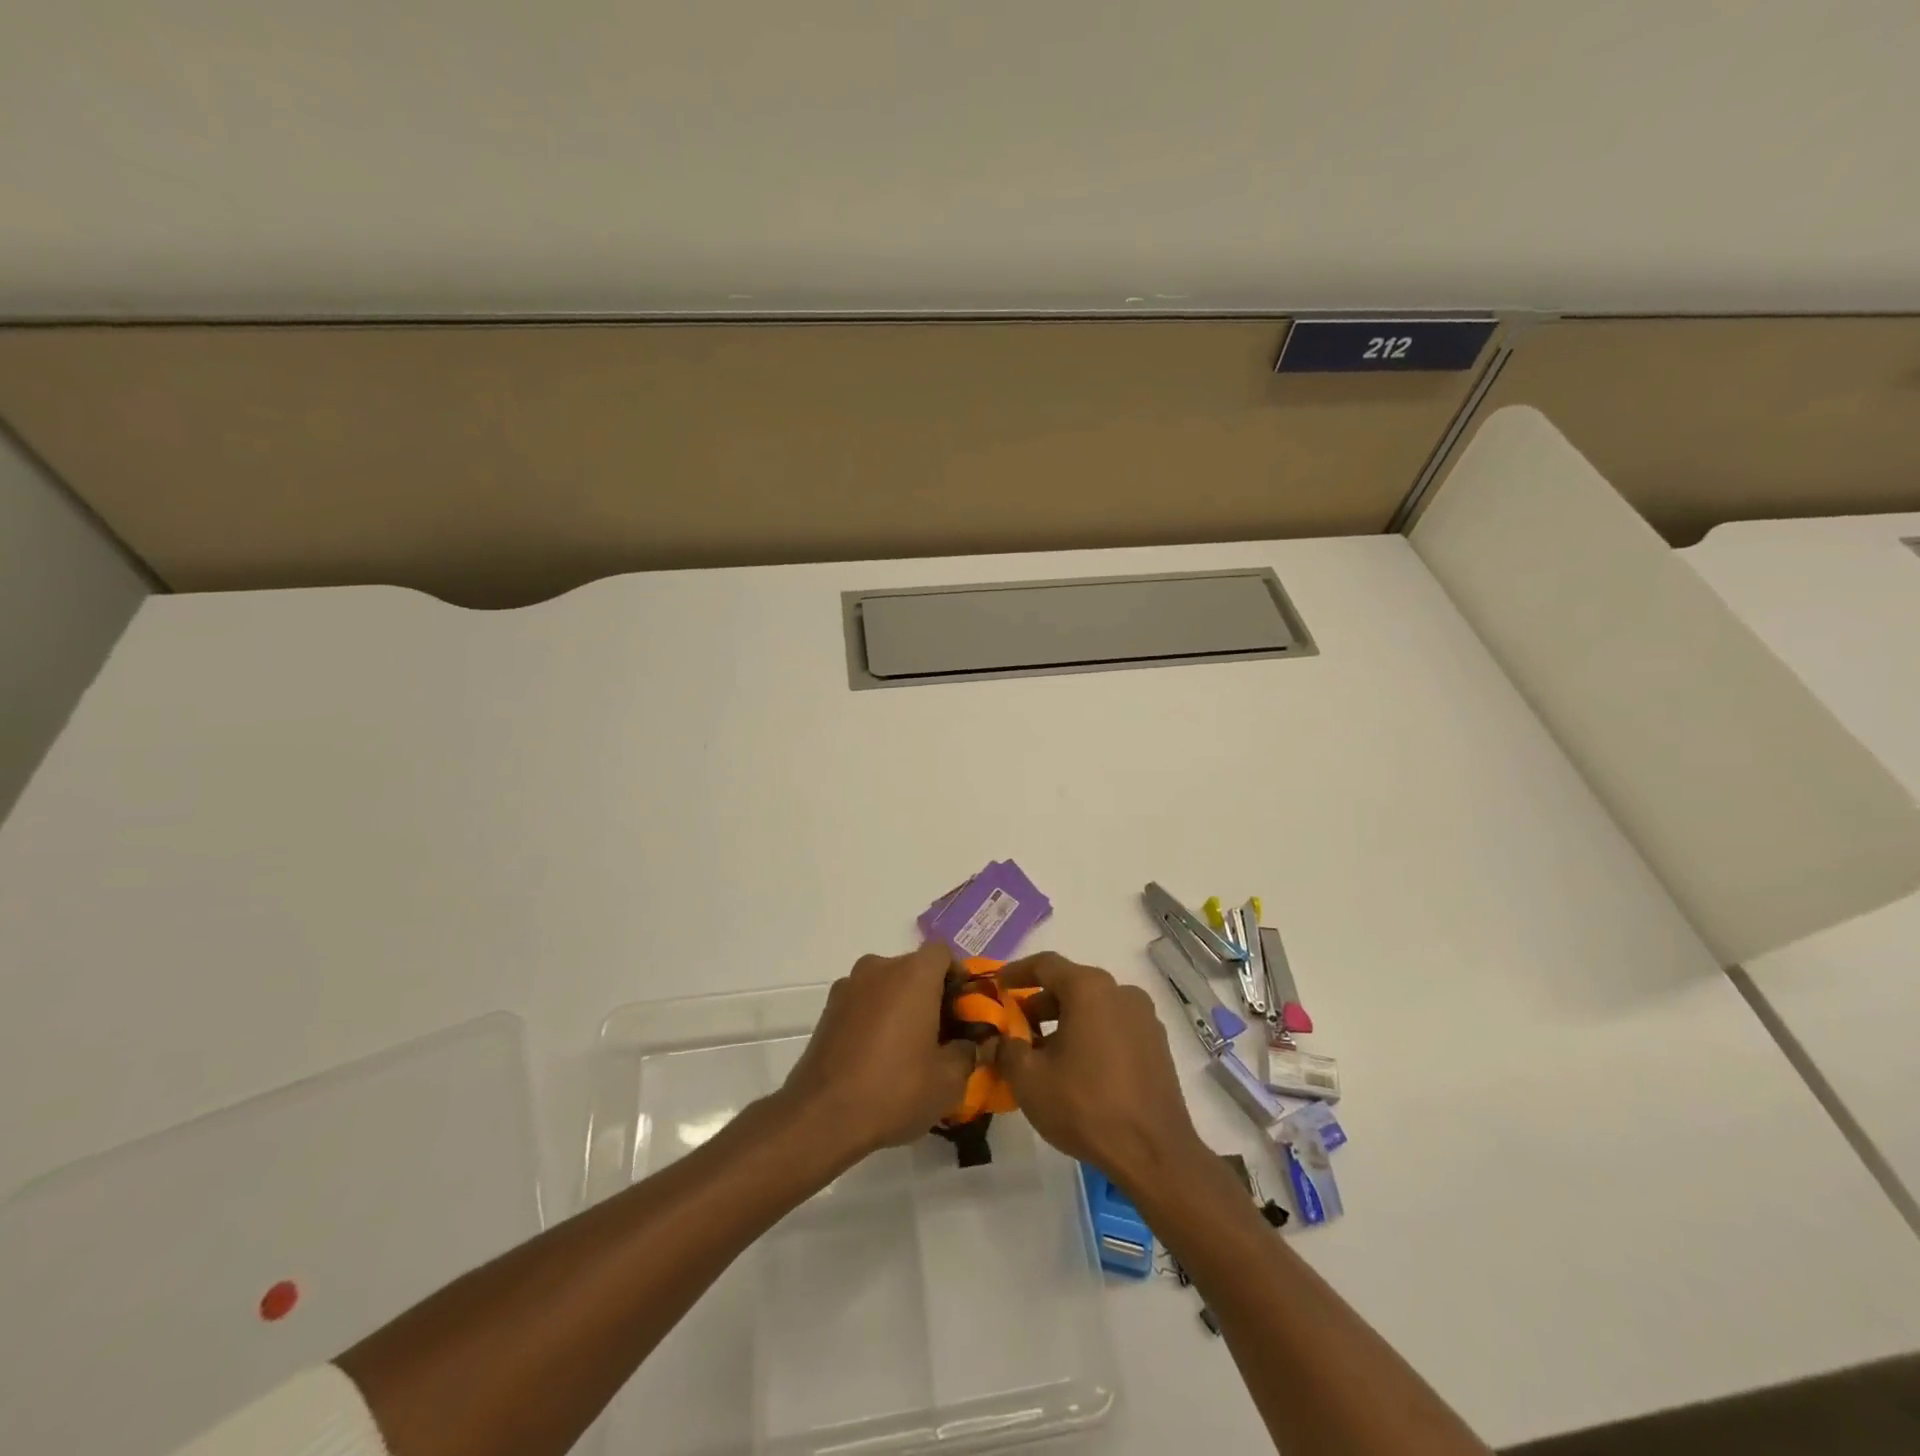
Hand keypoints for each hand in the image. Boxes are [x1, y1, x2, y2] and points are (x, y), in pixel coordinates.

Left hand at [780, 943, 977, 1160]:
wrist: (821, 1116)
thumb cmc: (894, 1090)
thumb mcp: (948, 1081)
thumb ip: (968, 1052)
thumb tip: (969, 1043)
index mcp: (913, 974)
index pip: (943, 953)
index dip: (958, 975)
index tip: (964, 1009)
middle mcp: (879, 968)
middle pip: (914, 968)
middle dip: (931, 994)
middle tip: (943, 1035)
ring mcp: (849, 986)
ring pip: (887, 985)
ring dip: (902, 1005)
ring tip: (908, 1049)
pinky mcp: (828, 1009)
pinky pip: (864, 1002)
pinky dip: (876, 1017)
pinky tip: (878, 1057)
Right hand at [993, 952, 1208, 1192]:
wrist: (1154, 1154)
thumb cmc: (1085, 1106)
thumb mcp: (1029, 1079)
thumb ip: (1006, 1050)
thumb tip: (996, 1041)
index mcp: (1089, 989)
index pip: (1045, 965)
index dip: (1017, 972)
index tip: (998, 984)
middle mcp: (1120, 992)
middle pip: (1072, 984)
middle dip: (1041, 1002)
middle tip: (1018, 1027)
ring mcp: (1144, 1018)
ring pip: (1095, 1007)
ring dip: (1067, 1021)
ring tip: (1045, 1052)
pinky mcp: (1158, 1045)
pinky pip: (1115, 1026)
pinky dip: (1092, 1035)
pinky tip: (1079, 1067)